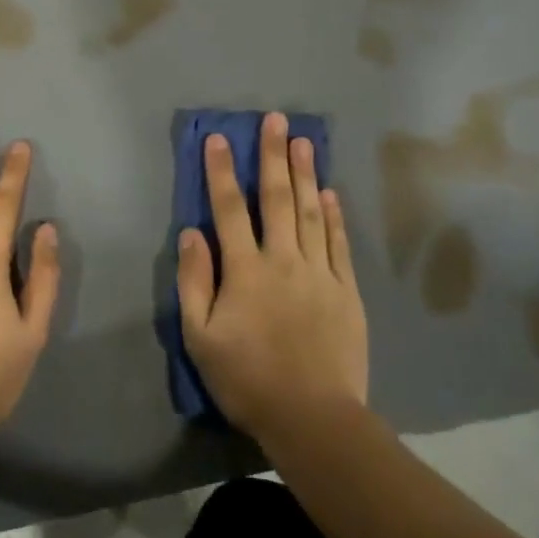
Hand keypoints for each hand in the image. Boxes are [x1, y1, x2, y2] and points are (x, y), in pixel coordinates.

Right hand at [178, 112, 368, 446]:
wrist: (313, 417)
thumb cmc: (247, 379)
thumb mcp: (200, 337)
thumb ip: (194, 282)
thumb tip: (192, 233)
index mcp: (245, 271)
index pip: (229, 210)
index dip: (222, 172)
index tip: (220, 138)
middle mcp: (283, 260)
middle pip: (277, 199)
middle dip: (273, 156)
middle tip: (275, 119)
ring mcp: (319, 273)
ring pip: (311, 213)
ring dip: (306, 174)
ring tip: (303, 141)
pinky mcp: (346, 291)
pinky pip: (338, 244)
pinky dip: (334, 216)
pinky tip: (330, 193)